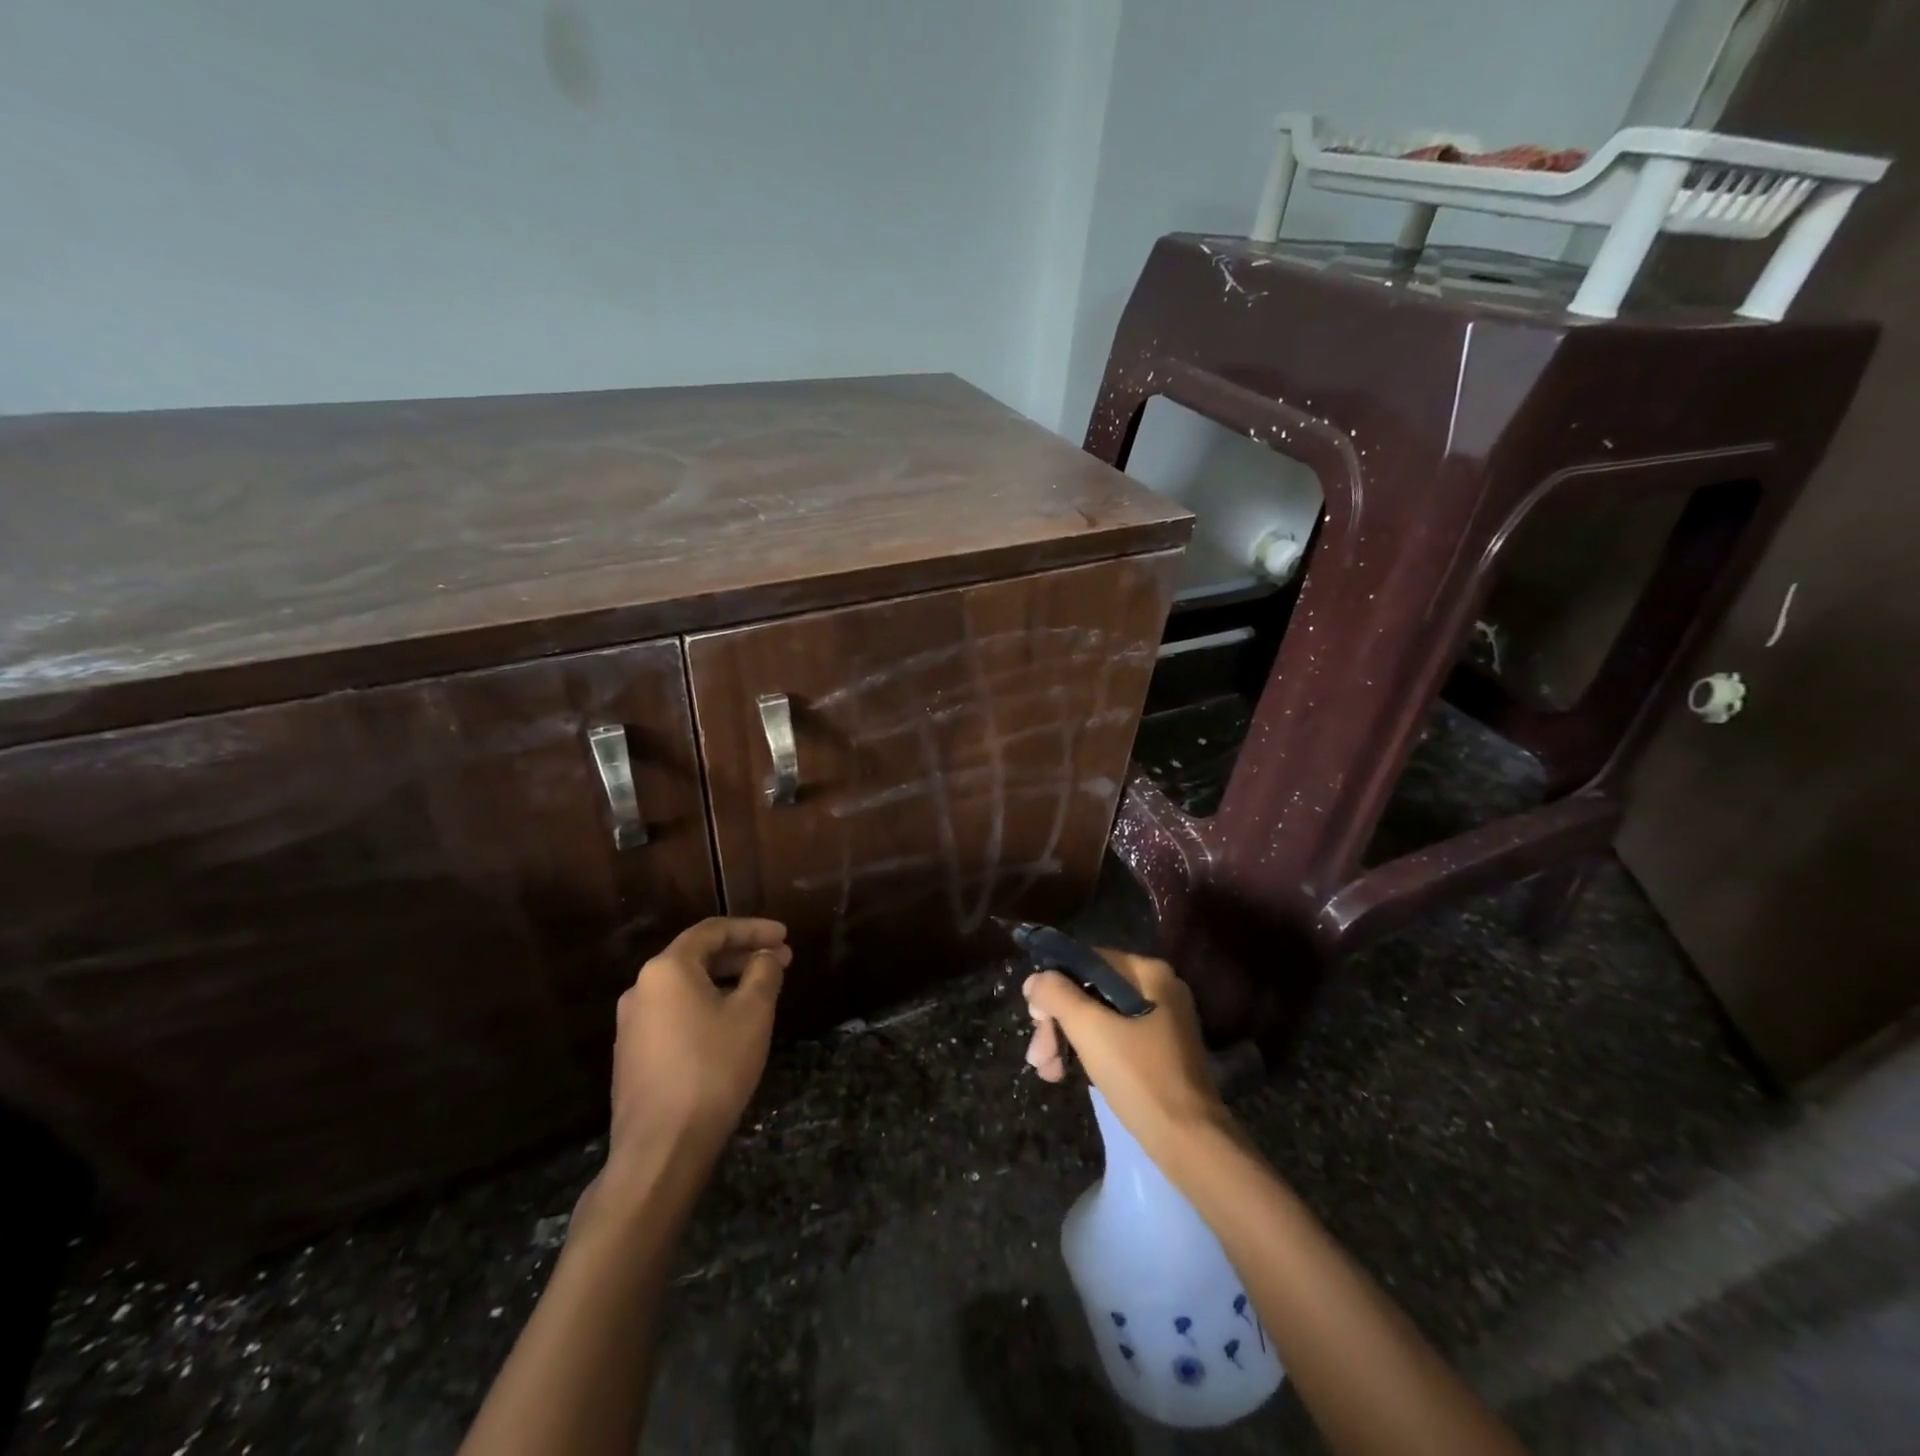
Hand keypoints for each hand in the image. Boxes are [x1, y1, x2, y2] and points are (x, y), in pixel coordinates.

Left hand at [604, 917, 790, 1180]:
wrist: (660, 1149)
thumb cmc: (713, 1068)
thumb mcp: (752, 1013)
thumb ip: (763, 973)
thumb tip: (764, 957)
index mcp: (667, 969)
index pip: (714, 931)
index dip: (753, 929)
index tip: (785, 935)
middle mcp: (641, 988)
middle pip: (697, 957)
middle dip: (741, 955)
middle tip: (780, 961)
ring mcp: (632, 1025)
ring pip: (686, 987)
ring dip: (725, 981)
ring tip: (760, 992)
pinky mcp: (633, 1056)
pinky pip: (675, 1014)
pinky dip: (706, 1007)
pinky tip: (730, 1025)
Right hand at [1024, 949, 1228, 1155]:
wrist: (1189, 1144)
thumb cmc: (1140, 1077)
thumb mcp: (1090, 1030)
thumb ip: (1056, 994)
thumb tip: (1034, 979)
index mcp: (1149, 972)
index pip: (1086, 961)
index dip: (1054, 985)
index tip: (1035, 1019)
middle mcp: (1158, 988)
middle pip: (1090, 991)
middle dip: (1058, 1022)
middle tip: (1038, 1057)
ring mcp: (1160, 1020)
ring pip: (1098, 1016)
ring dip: (1066, 1040)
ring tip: (1047, 1073)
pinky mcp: (1158, 1050)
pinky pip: (1113, 1037)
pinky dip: (1087, 1052)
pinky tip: (1066, 1073)